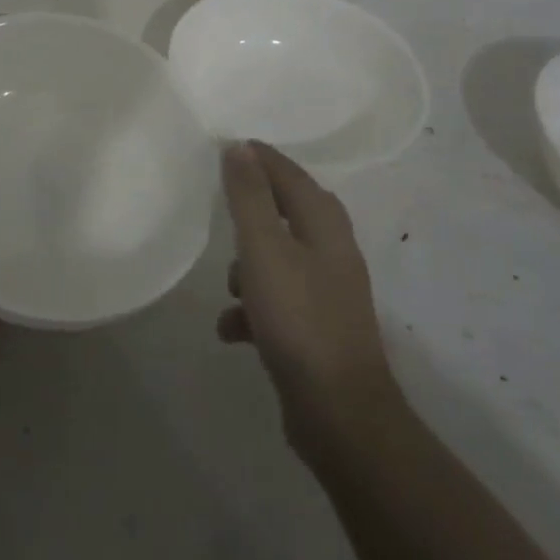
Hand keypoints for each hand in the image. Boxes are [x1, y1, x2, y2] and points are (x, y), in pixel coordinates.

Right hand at [219, 142, 398, 461]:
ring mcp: (328, 292)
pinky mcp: (317, 328)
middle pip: (286, 213)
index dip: (258, 158)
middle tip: (221, 205)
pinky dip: (253, 309)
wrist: (339, 412)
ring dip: (249, 267)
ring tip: (228, 288)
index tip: (225, 148)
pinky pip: (277, 302)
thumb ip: (250, 196)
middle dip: (252, 211)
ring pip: (279, 259)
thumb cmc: (298, 318)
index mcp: (324, 224)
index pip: (289, 173)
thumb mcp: (264, 249)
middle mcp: (332, 250)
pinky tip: (231, 330)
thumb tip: (239, 147)